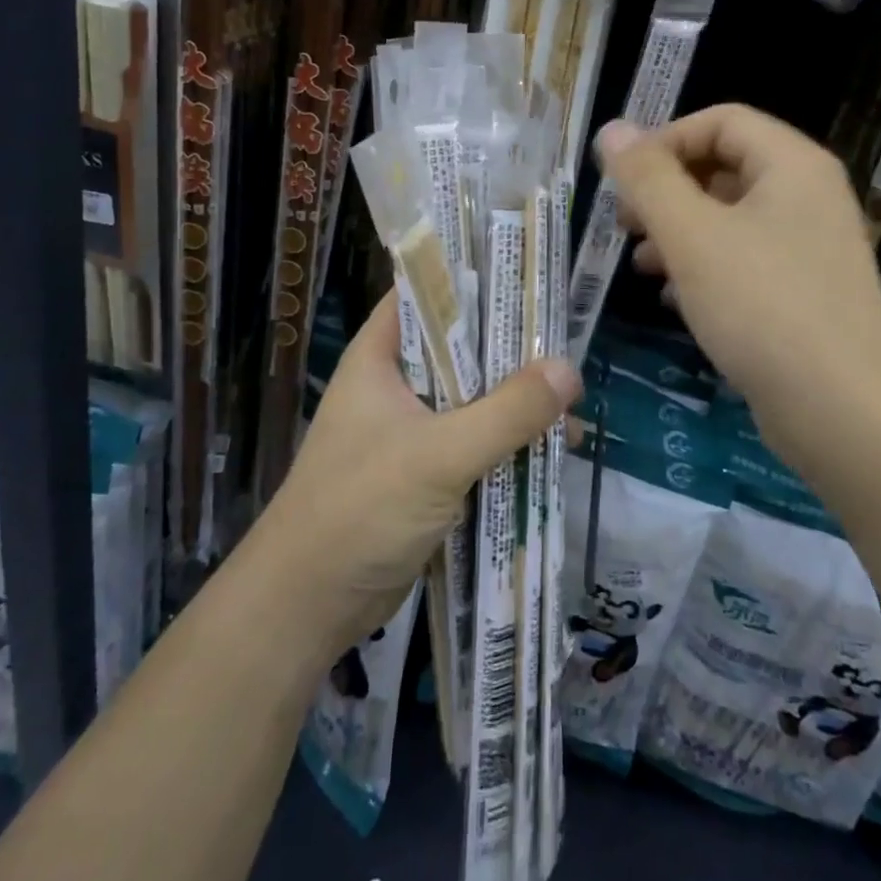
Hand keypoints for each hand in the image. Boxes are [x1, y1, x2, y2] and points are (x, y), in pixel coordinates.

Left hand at [246, 297, 580, 655]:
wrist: (307, 607)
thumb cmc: (360, 509)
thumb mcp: (438, 454)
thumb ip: (506, 413)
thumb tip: (569, 371)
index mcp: (380, 358)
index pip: (425, 295)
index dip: (472, 279)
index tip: (526, 274)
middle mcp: (395, 385)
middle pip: (459, 348)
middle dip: (510, 348)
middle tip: (566, 339)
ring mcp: (409, 431)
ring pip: (473, 399)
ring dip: (516, 401)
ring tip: (573, 402)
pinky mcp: (423, 474)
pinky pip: (475, 443)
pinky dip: (509, 443)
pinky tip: (554, 449)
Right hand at [596, 107, 880, 467]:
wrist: (847, 412)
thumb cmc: (763, 306)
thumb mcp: (691, 235)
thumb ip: (647, 179)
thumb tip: (611, 130)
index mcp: (791, 165)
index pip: (721, 121)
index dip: (665, 140)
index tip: (623, 181)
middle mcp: (806, 196)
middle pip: (724, 167)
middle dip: (666, 191)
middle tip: (624, 224)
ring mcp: (809, 248)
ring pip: (729, 219)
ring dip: (678, 232)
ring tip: (640, 265)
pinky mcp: (803, 294)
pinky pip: (744, 261)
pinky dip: (703, 269)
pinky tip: (673, 301)